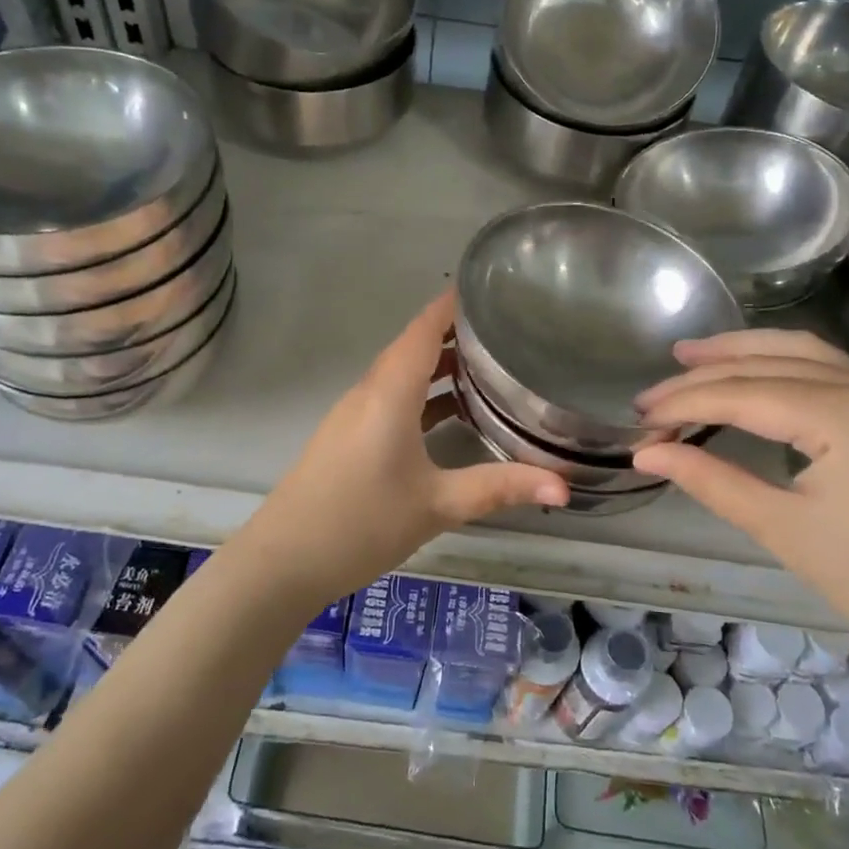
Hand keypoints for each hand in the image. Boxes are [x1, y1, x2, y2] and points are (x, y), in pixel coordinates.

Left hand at [242, 290, 568, 602]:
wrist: (283, 560)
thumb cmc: (362, 522)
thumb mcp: (438, 504)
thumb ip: (500, 488)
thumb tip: (564, 484)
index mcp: (390, 391)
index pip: (423, 328)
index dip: (453, 304)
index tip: (493, 287)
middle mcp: (370, 391)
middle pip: (414, 346)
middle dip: (456, 332)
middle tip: (507, 328)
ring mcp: (355, 413)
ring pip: (402, 373)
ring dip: (440, 364)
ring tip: (489, 365)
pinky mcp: (349, 436)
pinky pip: (392, 398)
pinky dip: (423, 393)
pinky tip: (451, 413)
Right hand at [631, 329, 848, 674]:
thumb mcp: (781, 529)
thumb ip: (709, 480)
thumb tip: (646, 454)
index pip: (745, 393)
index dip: (685, 404)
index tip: (641, 420)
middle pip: (769, 364)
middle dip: (704, 375)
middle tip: (650, 396)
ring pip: (801, 352)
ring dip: (742, 352)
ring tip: (689, 356)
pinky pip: (828, 367)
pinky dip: (779, 363)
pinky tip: (750, 372)